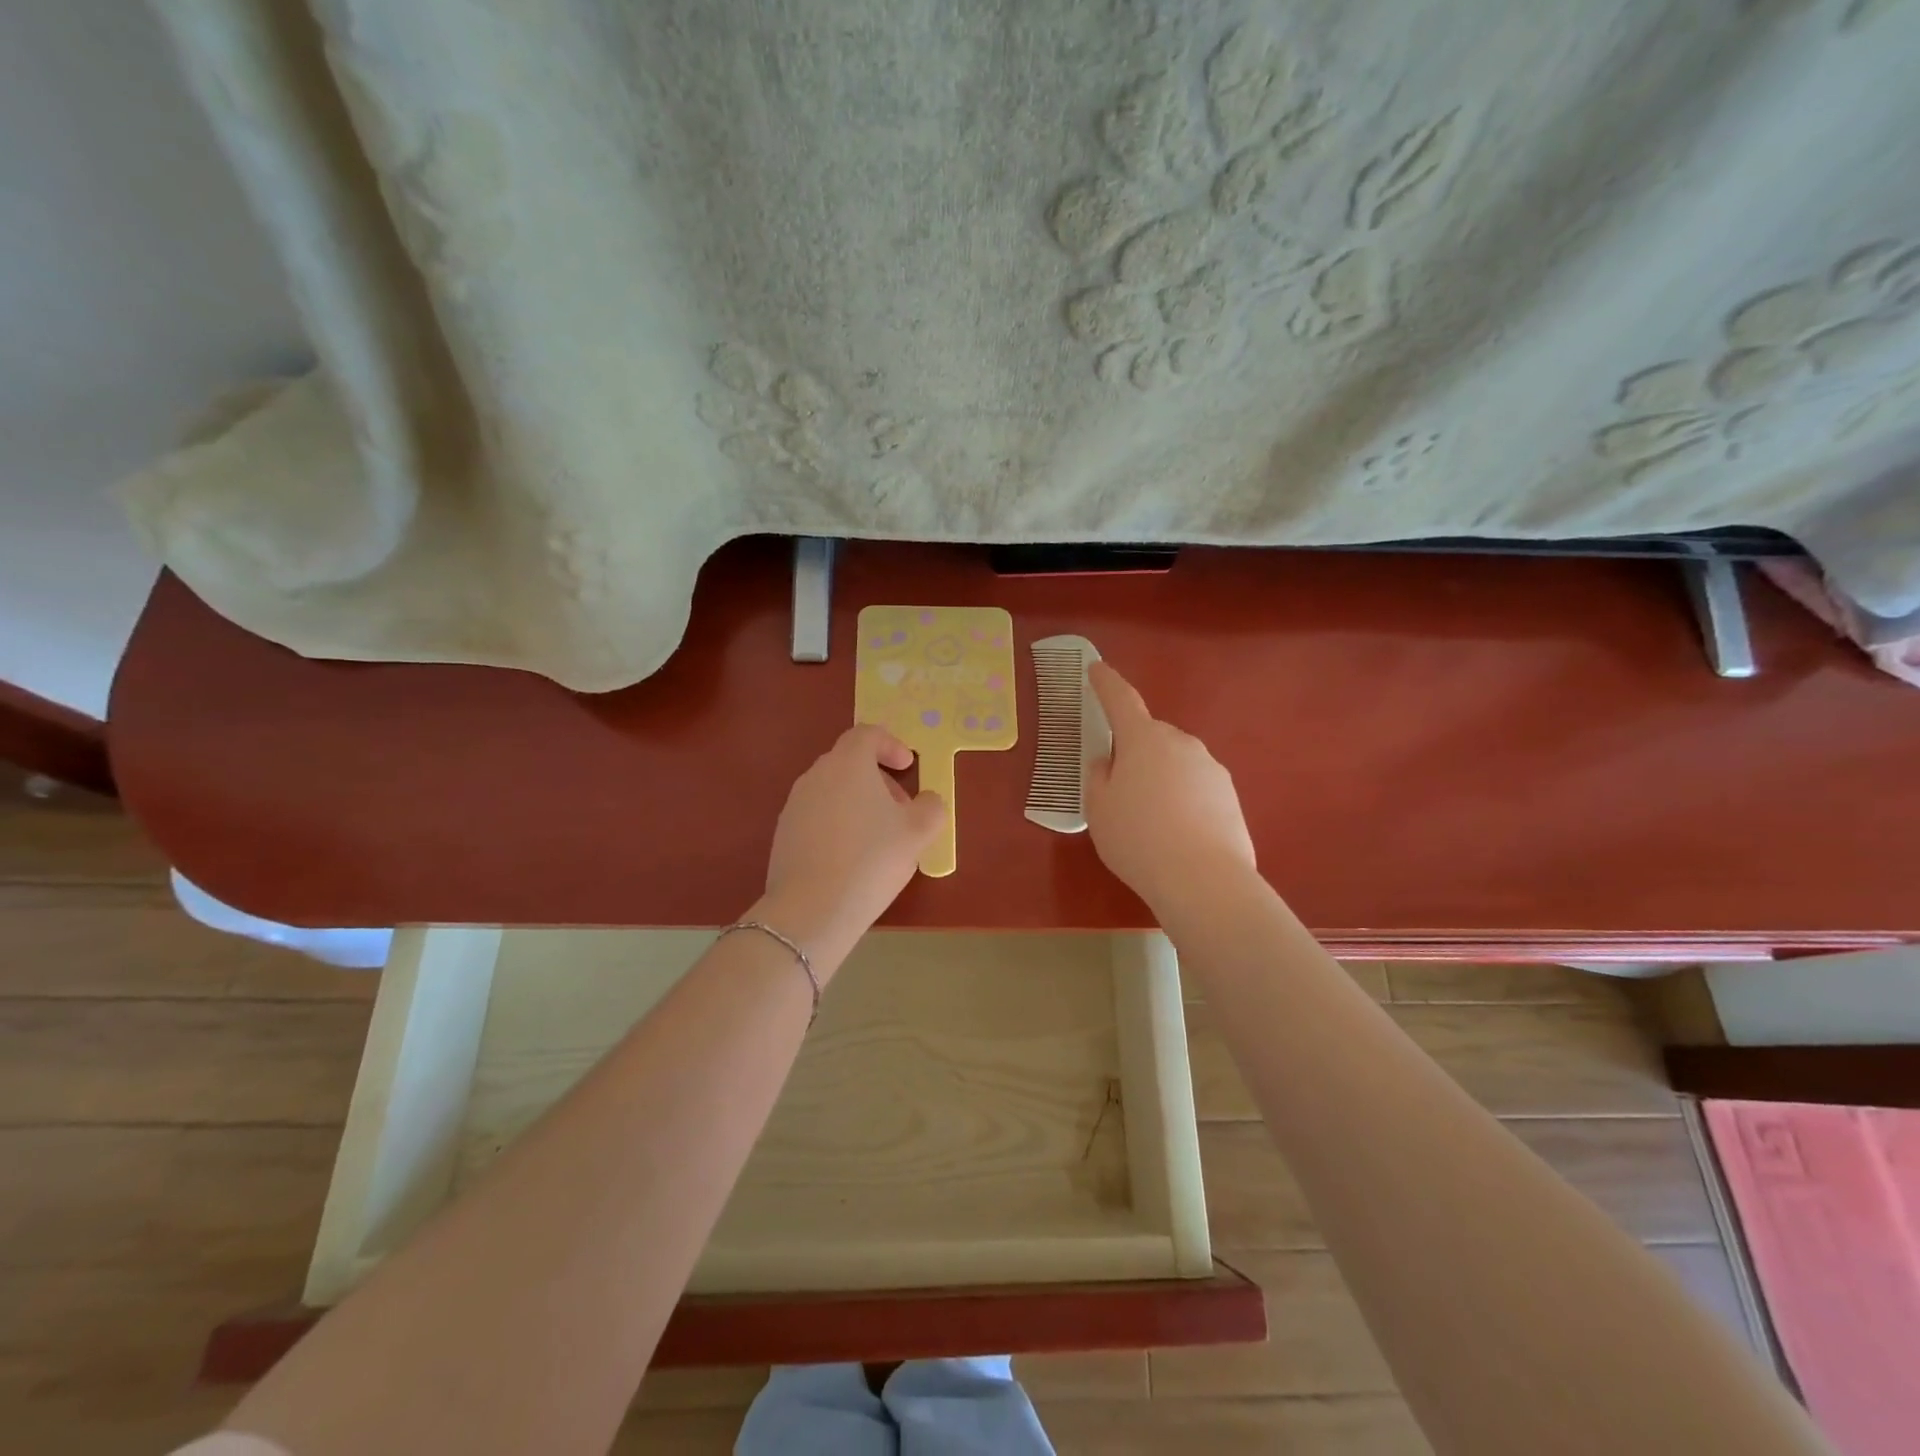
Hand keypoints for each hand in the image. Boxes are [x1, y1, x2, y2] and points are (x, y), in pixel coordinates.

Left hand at [760, 724, 947, 968]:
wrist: (811, 909)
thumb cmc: (871, 860)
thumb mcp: (918, 833)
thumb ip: (931, 807)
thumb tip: (927, 801)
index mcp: (848, 764)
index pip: (867, 734)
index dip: (891, 744)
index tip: (908, 767)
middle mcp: (816, 775)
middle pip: (849, 762)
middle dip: (878, 778)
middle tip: (900, 809)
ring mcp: (794, 805)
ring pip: (832, 790)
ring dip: (858, 802)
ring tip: (878, 838)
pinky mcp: (783, 833)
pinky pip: (817, 815)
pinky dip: (838, 823)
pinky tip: (851, 858)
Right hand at [1085, 660, 1255, 912]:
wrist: (1203, 880)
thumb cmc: (1137, 838)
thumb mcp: (1099, 808)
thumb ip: (1099, 776)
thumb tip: (1109, 762)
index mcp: (1144, 739)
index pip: (1121, 700)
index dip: (1106, 683)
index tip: (1096, 669)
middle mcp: (1181, 743)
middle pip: (1151, 736)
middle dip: (1134, 750)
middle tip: (1118, 787)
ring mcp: (1211, 768)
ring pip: (1175, 762)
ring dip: (1160, 777)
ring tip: (1149, 820)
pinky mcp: (1230, 796)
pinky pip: (1195, 787)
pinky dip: (1182, 799)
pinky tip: (1175, 833)